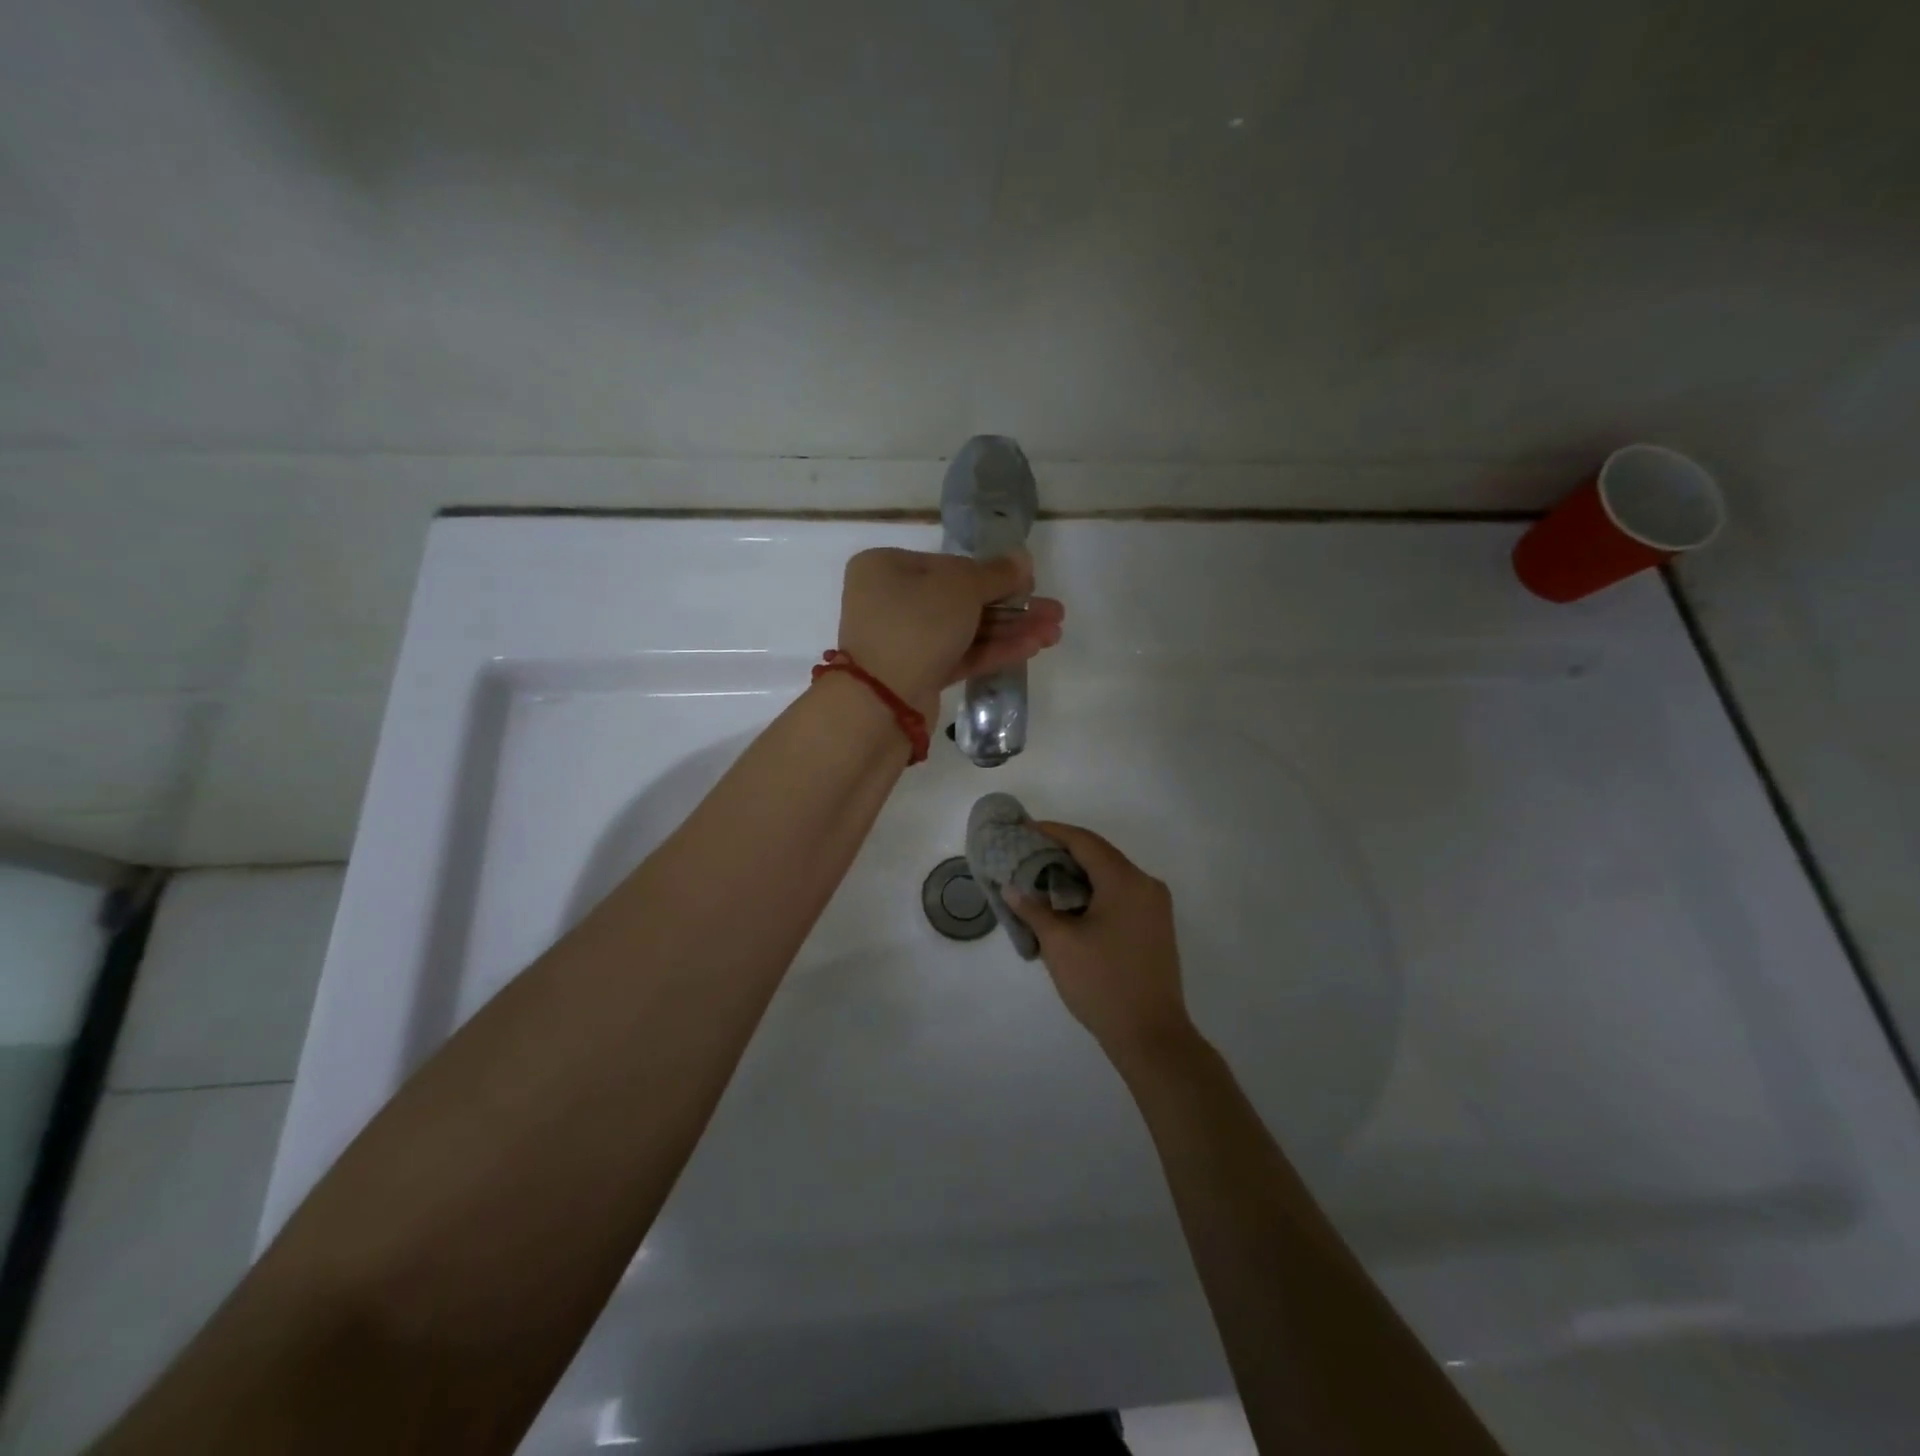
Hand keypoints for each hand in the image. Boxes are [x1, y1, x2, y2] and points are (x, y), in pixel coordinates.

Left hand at [838, 548, 1064, 715]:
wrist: (881, 702)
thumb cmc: (916, 625)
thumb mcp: (960, 588)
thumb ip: (996, 574)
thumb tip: (1022, 558)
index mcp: (887, 568)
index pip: (949, 565)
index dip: (993, 575)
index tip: (1030, 582)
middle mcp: (891, 601)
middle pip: (961, 599)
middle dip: (1011, 607)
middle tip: (1054, 613)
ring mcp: (903, 641)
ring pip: (965, 630)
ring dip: (1010, 630)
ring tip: (1054, 633)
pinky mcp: (917, 675)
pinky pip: (959, 656)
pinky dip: (993, 651)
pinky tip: (1032, 648)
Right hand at [1009, 822, 1196, 1070]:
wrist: (1151, 1035)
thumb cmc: (1102, 984)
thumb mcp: (1060, 944)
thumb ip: (1034, 909)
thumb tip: (1012, 887)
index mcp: (1125, 881)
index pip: (1084, 841)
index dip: (1052, 831)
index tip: (1023, 829)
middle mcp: (1146, 884)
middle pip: (1099, 854)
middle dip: (1062, 851)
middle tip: (1027, 853)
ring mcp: (1155, 906)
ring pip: (1111, 875)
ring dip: (1078, 872)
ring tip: (1041, 876)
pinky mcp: (1155, 925)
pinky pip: (1121, 893)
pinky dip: (1094, 890)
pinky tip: (1069, 902)